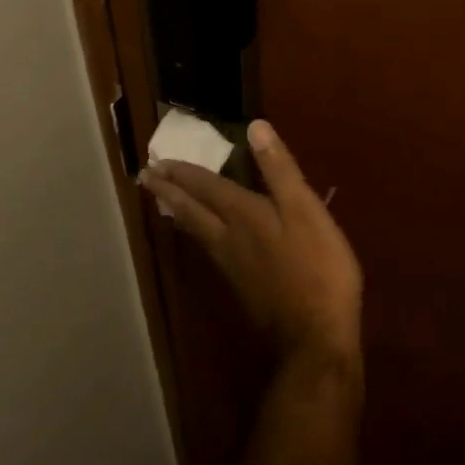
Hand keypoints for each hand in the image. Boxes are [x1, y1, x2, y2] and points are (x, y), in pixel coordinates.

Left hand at [140, 120, 362, 371]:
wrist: (315, 336)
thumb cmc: (318, 268)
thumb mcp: (305, 210)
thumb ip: (280, 170)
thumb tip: (255, 127)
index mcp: (245, 216)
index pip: (208, 187)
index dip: (185, 172)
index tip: (158, 160)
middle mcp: (230, 239)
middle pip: (193, 211)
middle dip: (170, 192)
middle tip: (146, 177)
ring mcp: (234, 267)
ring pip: (197, 233)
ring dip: (179, 213)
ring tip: (164, 202)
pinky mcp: (243, 288)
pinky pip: (209, 251)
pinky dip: (197, 235)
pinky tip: (204, 240)